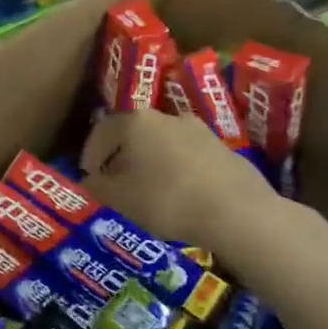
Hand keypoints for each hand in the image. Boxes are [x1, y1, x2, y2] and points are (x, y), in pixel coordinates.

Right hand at [80, 109, 290, 258]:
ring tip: (148, 191)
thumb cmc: (167, 200)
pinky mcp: (223, 148)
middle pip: (133, 134)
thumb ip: (97, 187)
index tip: (89, 176)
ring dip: (150, 162)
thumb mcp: (119, 199)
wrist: (238, 212)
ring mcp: (199, 130)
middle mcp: (167, 116)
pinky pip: (188, 156)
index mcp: (136, 121)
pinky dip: (176, 170)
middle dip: (121, 157)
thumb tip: (89, 180)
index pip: (102, 130)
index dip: (90, 154)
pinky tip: (179, 195)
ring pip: (162, 143)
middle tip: (115, 183)